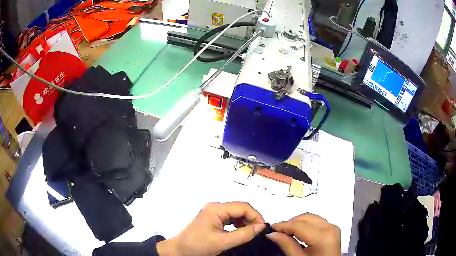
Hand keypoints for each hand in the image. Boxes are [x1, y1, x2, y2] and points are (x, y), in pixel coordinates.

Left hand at [157, 202, 265, 255]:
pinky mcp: (212, 219)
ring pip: (236, 214)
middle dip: (251, 219)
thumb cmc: (198, 246)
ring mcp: (213, 212)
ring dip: (245, 222)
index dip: (256, 216)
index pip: (243, 206)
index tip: (263, 229)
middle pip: (240, 208)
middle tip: (258, 232)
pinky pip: (230, 219)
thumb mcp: (222, 242)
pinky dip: (238, 225)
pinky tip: (241, 232)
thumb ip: (244, 234)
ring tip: (250, 233)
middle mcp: (215, 207)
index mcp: (216, 208)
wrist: (179, 250)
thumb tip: (262, 226)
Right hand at [267, 213, 340, 255]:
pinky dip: (305, 224)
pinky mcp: (333, 228)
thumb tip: (272, 233)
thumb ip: (286, 245)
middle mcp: (330, 227)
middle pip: (305, 218)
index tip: (271, 228)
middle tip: (277, 232)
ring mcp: (333, 227)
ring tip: (286, 233)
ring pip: (310, 217)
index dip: (283, 225)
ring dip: (297, 223)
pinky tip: (298, 232)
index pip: (298, 225)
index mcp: (323, 237)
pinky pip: (316, 221)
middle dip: (290, 223)